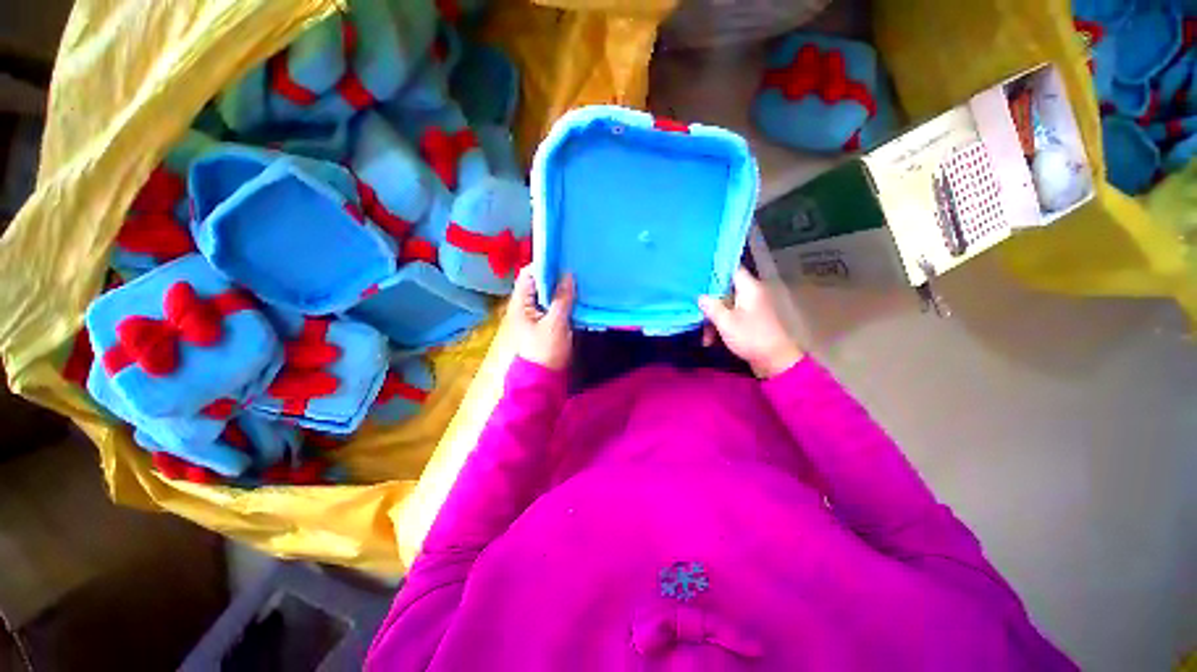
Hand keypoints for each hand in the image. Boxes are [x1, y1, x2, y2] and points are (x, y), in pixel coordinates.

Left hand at [506, 267, 575, 370]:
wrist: (542, 381)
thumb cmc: (545, 351)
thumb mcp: (555, 324)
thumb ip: (562, 299)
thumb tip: (568, 275)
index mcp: (520, 304)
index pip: (528, 275)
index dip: (544, 266)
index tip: (563, 262)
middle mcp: (525, 307)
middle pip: (539, 284)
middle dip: (556, 277)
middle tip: (575, 271)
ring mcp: (535, 316)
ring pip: (547, 296)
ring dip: (561, 290)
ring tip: (579, 282)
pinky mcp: (545, 325)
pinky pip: (553, 307)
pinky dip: (563, 302)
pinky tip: (577, 299)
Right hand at [699, 267, 802, 378]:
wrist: (775, 361)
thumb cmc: (751, 337)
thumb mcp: (726, 322)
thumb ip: (711, 307)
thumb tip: (700, 296)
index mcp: (749, 288)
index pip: (731, 269)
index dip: (715, 271)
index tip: (698, 277)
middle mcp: (751, 294)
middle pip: (725, 291)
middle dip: (709, 304)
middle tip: (696, 313)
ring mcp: (751, 308)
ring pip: (726, 306)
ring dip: (713, 319)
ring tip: (705, 337)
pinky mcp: (751, 321)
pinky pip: (731, 317)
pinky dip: (721, 326)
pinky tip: (711, 340)